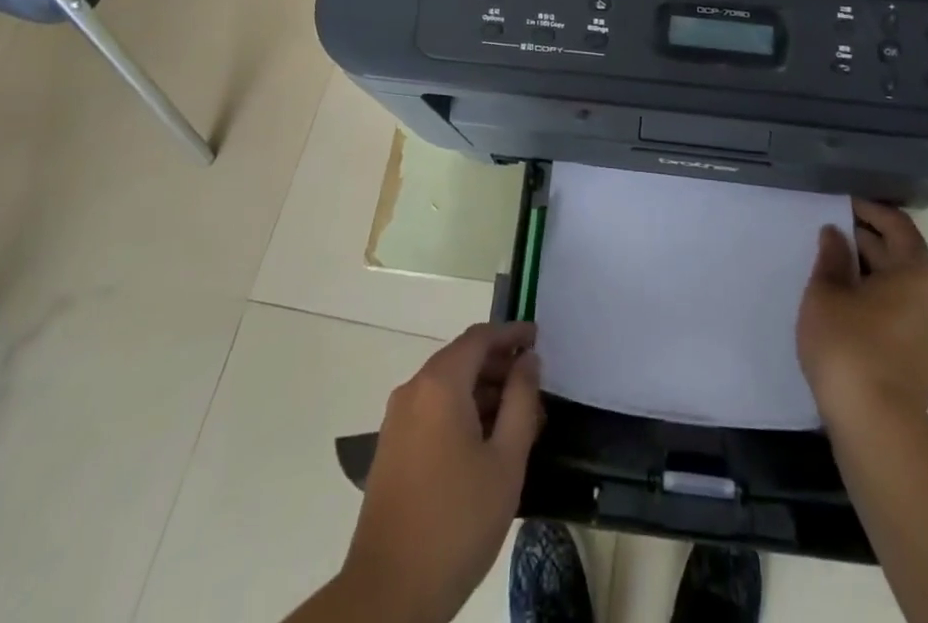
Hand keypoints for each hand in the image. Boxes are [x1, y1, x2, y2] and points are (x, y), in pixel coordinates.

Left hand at [338, 323, 543, 622]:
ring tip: (518, 418)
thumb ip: (521, 401)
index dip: (511, 333)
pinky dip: (462, 410)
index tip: (539, 338)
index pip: (480, 337)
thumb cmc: (457, 521)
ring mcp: (397, 420)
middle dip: (499, 365)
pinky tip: (486, 442)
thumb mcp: (506, 460)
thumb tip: (528, 361)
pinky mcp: (391, 448)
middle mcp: (413, 390)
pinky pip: (432, 410)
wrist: (388, 594)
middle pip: (462, 359)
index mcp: (440, 384)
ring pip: (447, 386)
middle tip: (535, 385)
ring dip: (482, 391)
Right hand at [797, 200, 927, 428]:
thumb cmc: (849, 346)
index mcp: (917, 272)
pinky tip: (846, 305)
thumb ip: (831, 257)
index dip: (868, 210)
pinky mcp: (922, 360)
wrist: (878, 428)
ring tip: (833, 267)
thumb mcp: (827, 292)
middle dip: (866, 240)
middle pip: (901, 255)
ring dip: (870, 272)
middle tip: (830, 232)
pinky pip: (899, 313)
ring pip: (899, 287)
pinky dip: (876, 299)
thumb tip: (836, 234)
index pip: (897, 225)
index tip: (841, 203)